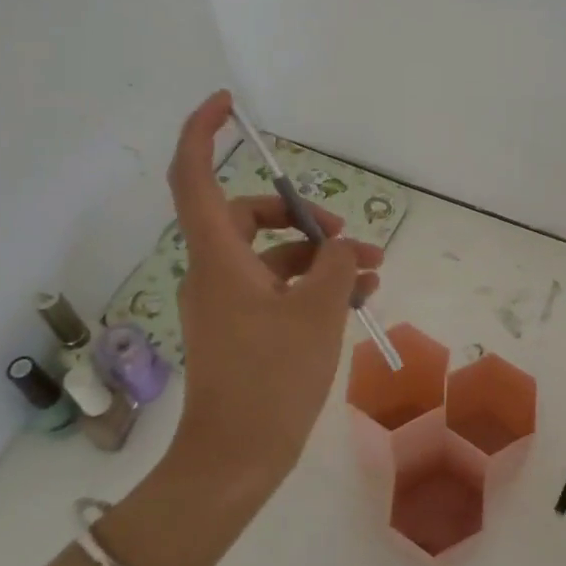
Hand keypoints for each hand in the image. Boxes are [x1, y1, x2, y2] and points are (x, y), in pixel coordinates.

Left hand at [162, 91, 383, 496]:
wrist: (235, 461)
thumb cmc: (271, 380)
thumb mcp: (317, 313)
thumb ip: (333, 265)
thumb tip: (337, 246)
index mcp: (219, 258)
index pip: (192, 178)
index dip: (202, 133)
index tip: (226, 104)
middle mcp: (216, 272)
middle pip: (249, 217)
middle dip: (303, 217)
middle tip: (344, 233)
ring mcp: (228, 302)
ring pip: (274, 256)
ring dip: (321, 257)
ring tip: (373, 272)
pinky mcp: (243, 328)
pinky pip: (279, 288)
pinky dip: (313, 285)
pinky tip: (358, 296)